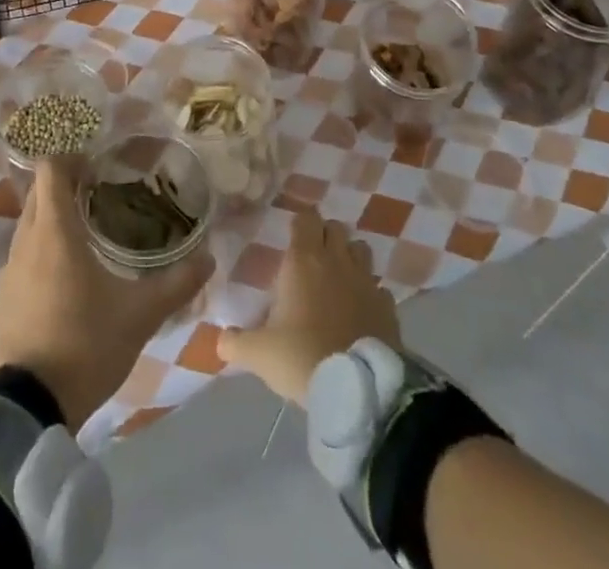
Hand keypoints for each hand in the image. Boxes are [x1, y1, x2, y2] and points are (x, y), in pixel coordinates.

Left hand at [0, 157, 212, 430]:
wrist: (30, 408)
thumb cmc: (86, 344)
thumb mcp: (140, 315)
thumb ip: (177, 283)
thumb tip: (209, 258)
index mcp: (55, 230)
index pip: (50, 169)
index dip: (70, 158)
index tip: (97, 164)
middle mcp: (25, 241)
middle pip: (39, 194)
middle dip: (65, 186)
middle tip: (100, 194)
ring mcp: (8, 271)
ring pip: (29, 226)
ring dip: (52, 220)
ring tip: (86, 235)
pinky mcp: (1, 299)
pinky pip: (22, 258)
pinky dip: (40, 253)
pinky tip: (64, 279)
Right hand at [216, 207, 399, 402]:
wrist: (358, 390)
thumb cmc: (302, 358)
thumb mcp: (259, 354)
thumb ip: (236, 343)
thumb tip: (220, 340)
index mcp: (303, 260)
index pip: (305, 218)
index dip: (299, 222)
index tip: (291, 235)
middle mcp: (337, 261)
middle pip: (335, 227)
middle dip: (324, 235)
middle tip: (311, 257)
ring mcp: (366, 281)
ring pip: (361, 249)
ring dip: (350, 257)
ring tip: (338, 278)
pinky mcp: (388, 306)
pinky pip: (379, 287)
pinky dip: (370, 292)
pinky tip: (361, 310)